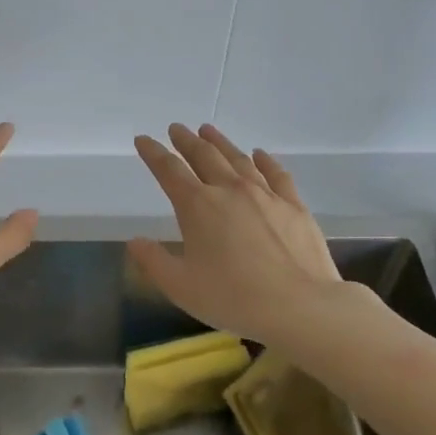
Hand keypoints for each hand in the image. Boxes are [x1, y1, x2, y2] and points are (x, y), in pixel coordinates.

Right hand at [129, 123, 340, 347]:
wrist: (300, 305)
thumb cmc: (233, 297)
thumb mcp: (181, 286)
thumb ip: (153, 261)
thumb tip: (135, 241)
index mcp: (198, 206)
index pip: (169, 171)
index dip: (154, 154)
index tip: (144, 140)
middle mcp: (230, 190)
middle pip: (204, 156)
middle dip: (186, 141)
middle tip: (176, 129)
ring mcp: (265, 194)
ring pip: (238, 159)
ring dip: (220, 143)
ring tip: (208, 131)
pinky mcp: (294, 205)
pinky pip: (276, 174)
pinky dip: (265, 160)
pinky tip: (260, 154)